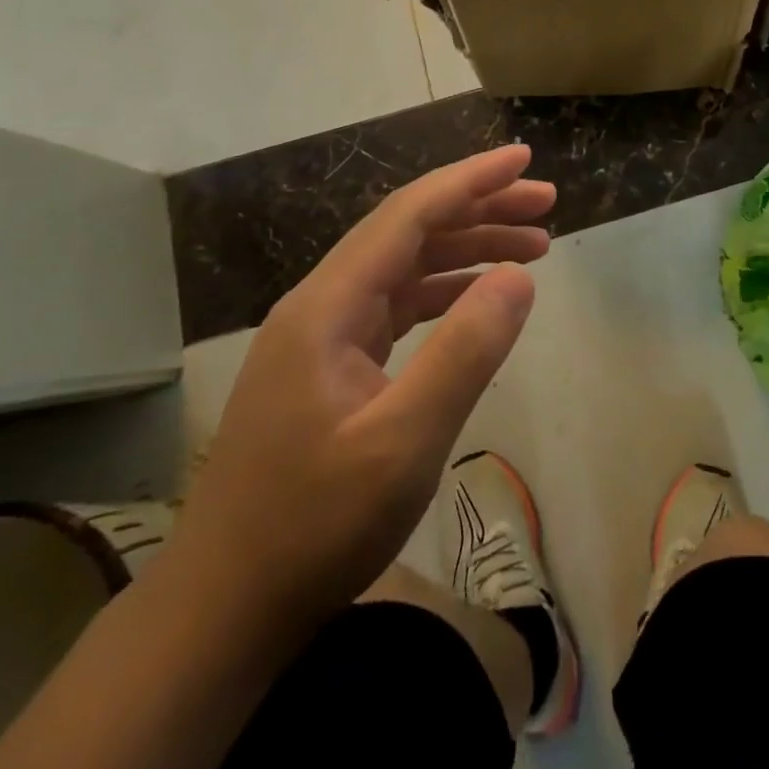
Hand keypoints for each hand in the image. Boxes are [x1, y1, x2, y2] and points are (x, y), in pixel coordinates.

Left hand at [162, 146, 553, 649]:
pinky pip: (396, 306)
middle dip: (479, 209)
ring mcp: (322, 336)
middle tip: (545, 204)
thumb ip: (465, 351)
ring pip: (405, 267)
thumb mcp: (405, 442)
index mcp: (329, 306)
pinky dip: (444, 291)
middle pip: (409, 232)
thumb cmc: (313, 527)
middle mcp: (321, 305)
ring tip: (533, 247)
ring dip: (467, 249)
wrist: (222, 610)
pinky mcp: (329, 367)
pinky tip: (479, 298)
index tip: (523, 158)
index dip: (470, 180)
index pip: (409, 215)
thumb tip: (518, 277)